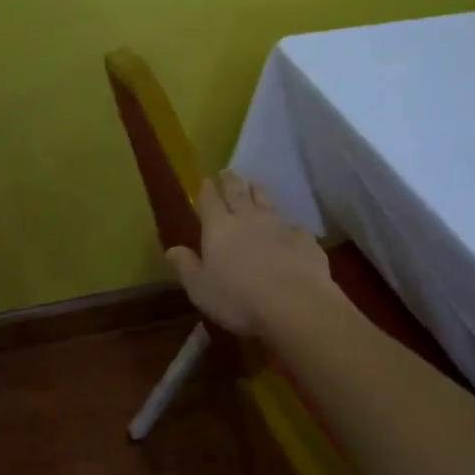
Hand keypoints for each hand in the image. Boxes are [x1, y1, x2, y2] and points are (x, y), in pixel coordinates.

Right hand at [166, 172, 337, 336]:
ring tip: (255, 184)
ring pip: (266, 201)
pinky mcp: (304, 239)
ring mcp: (278, 226)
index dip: (207, 190)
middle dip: (231, 181)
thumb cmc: (237, 299)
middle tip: (228, 171)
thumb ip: (186, 266)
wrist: (293, 303)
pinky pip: (294, 226)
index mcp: (219, 228)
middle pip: (238, 193)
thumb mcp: (200, 288)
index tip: (206, 180)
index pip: (210, 202)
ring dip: (259, 191)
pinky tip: (291, 229)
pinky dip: (289, 225)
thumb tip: (171, 250)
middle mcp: (248, 219)